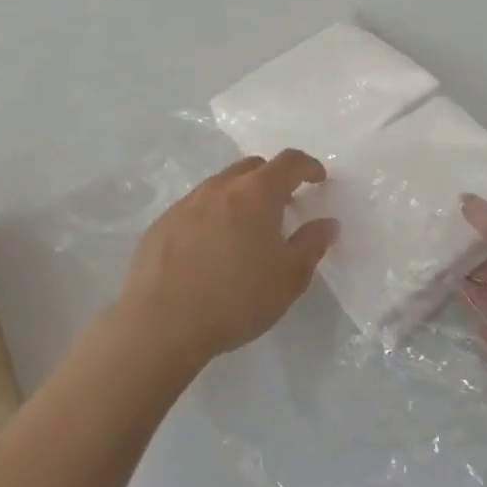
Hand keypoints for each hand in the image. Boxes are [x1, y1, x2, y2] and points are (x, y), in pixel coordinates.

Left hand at [120, 151, 337, 368]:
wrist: (159, 324)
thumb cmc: (235, 299)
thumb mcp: (288, 279)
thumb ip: (311, 245)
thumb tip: (327, 223)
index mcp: (257, 193)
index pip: (289, 162)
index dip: (308, 166)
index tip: (318, 179)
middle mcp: (221, 187)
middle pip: (253, 167)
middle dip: (273, 178)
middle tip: (284, 205)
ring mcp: (187, 203)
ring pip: (222, 185)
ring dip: (240, 196)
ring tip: (246, 229)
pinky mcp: (162, 223)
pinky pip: (196, 207)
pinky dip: (213, 215)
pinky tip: (210, 248)